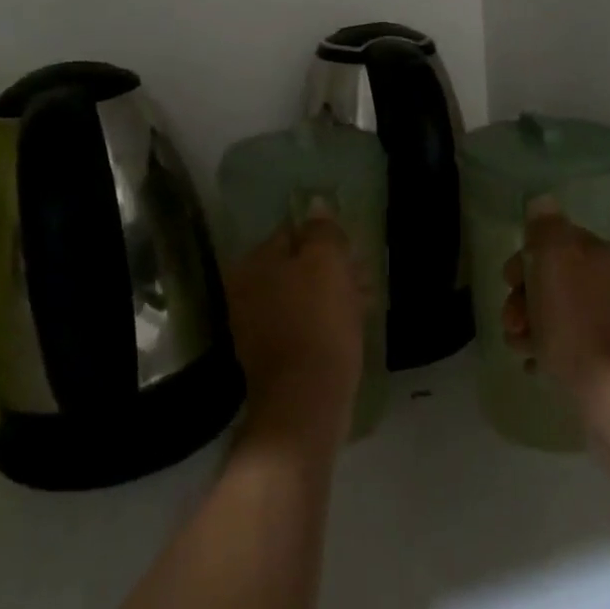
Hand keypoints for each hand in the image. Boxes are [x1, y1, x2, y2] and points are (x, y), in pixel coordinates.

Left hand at [224, 208, 366, 452]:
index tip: (353, 251)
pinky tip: (350, 327)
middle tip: (363, 278)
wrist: (305, 402)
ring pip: (301, 296)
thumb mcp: (326, 263)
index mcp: (253, 264)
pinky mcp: (271, 356)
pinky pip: (301, 324)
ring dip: (331, 294)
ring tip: (364, 303)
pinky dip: (323, 321)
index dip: (326, 238)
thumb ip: (322, 230)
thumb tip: (316, 206)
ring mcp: (255, 326)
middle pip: (296, 265)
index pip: (292, 232)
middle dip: (331, 268)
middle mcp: (245, 290)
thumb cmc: (318, 322)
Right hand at [502, 201, 609, 417]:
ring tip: (520, 348)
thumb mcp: (555, 262)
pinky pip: (567, 344)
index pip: (554, 241)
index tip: (509, 282)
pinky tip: (535, 365)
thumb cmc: (577, 323)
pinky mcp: (609, 359)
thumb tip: (542, 201)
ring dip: (529, 326)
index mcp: (602, 255)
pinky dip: (546, 350)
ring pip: (555, 312)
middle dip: (523, 298)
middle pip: (551, 278)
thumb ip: (546, 228)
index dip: (525, 259)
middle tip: (512, 321)